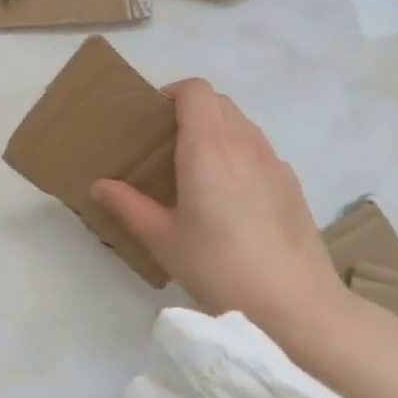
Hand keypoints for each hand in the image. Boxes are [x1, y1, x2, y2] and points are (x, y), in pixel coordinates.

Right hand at [91, 80, 345, 344]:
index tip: (152, 120)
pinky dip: (239, 153)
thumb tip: (99, 186)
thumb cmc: (220, 268)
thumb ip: (128, 206)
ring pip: (241, 124)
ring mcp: (274, 163)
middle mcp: (244, 145)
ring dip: (216, 130)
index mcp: (208, 149)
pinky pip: (259, 150)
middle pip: (218, 102)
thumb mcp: (163, 240)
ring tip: (196, 169)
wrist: (297, 307)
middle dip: (190, 110)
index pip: (195, 91)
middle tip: (166, 145)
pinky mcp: (292, 185)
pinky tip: (230, 197)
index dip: (171, 94)